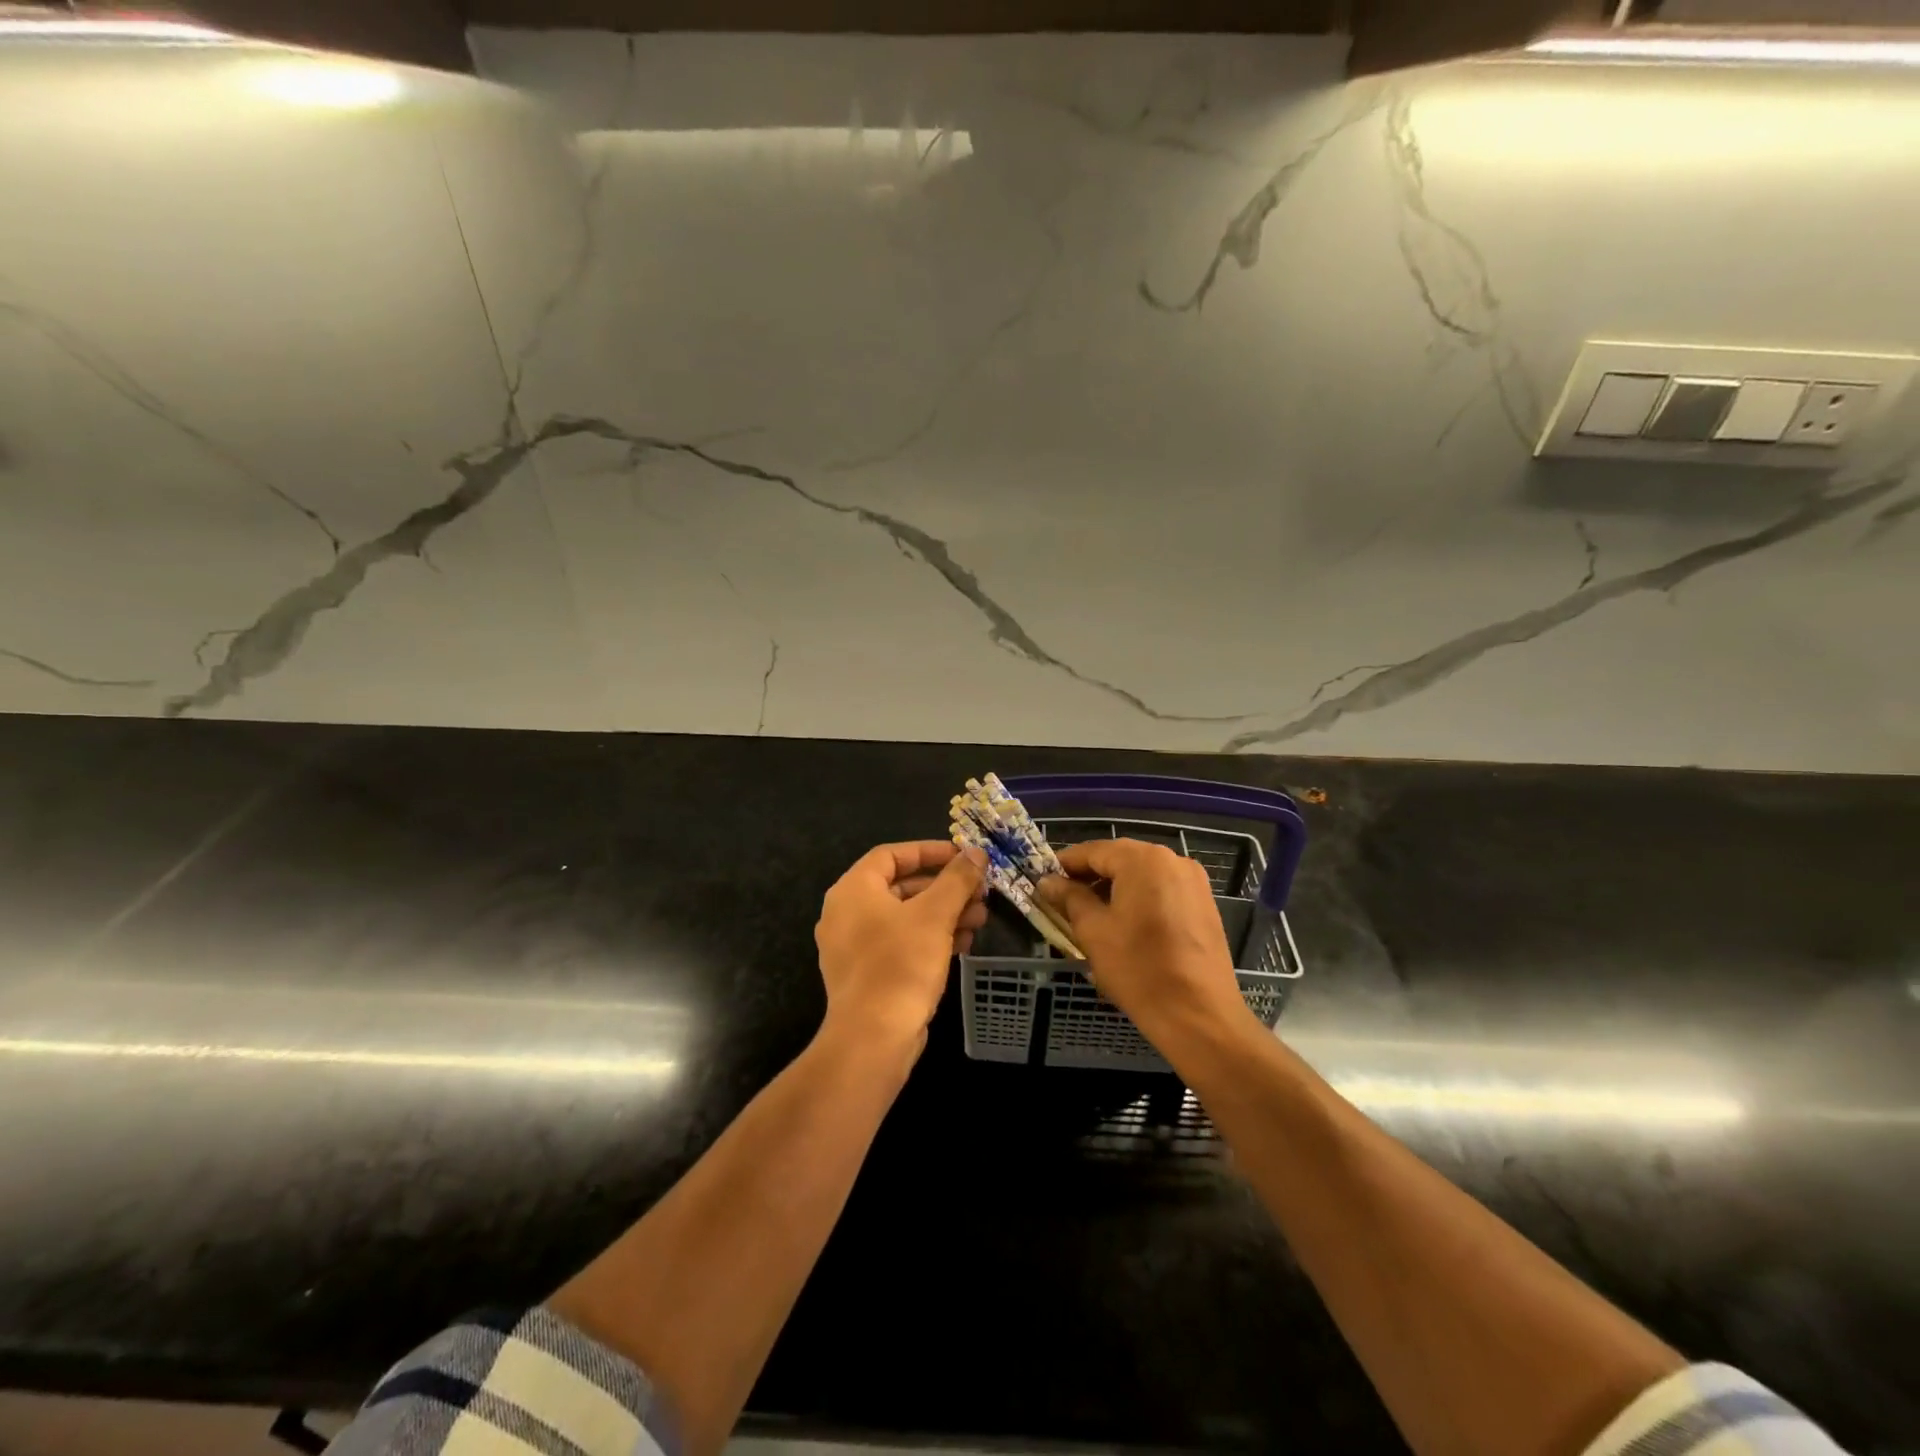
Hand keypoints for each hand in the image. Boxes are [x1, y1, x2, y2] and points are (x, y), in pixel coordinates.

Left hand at [814, 841, 987, 1053]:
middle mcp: (846, 913)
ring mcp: (853, 946)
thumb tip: (975, 852)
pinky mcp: (866, 974)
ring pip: (904, 917)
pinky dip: (930, 938)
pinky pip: (900, 943)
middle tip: (979, 891)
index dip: (930, 851)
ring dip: (943, 914)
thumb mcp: (935, 915)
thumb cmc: (900, 964)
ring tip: (980, 919)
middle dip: (944, 887)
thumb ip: (956, 879)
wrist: (873, 1038)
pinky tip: (963, 943)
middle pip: (901, 886)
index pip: (892, 854)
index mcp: (853, 890)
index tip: (963, 857)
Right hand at [1037, 839, 1253, 1049]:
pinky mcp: (1204, 904)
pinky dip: (1139, 898)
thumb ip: (1069, 898)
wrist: (1199, 1016)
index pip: (1093, 850)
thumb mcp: (1093, 931)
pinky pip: (1162, 890)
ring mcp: (1193, 881)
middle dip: (1090, 876)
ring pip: (1141, 875)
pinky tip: (1124, 924)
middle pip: (1119, 859)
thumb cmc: (1139, 969)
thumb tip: (1048, 881)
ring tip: (1091, 914)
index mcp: (1143, 859)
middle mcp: (1172, 859)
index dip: (1064, 864)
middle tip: (1063, 900)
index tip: (1043, 881)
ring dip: (1114, 888)